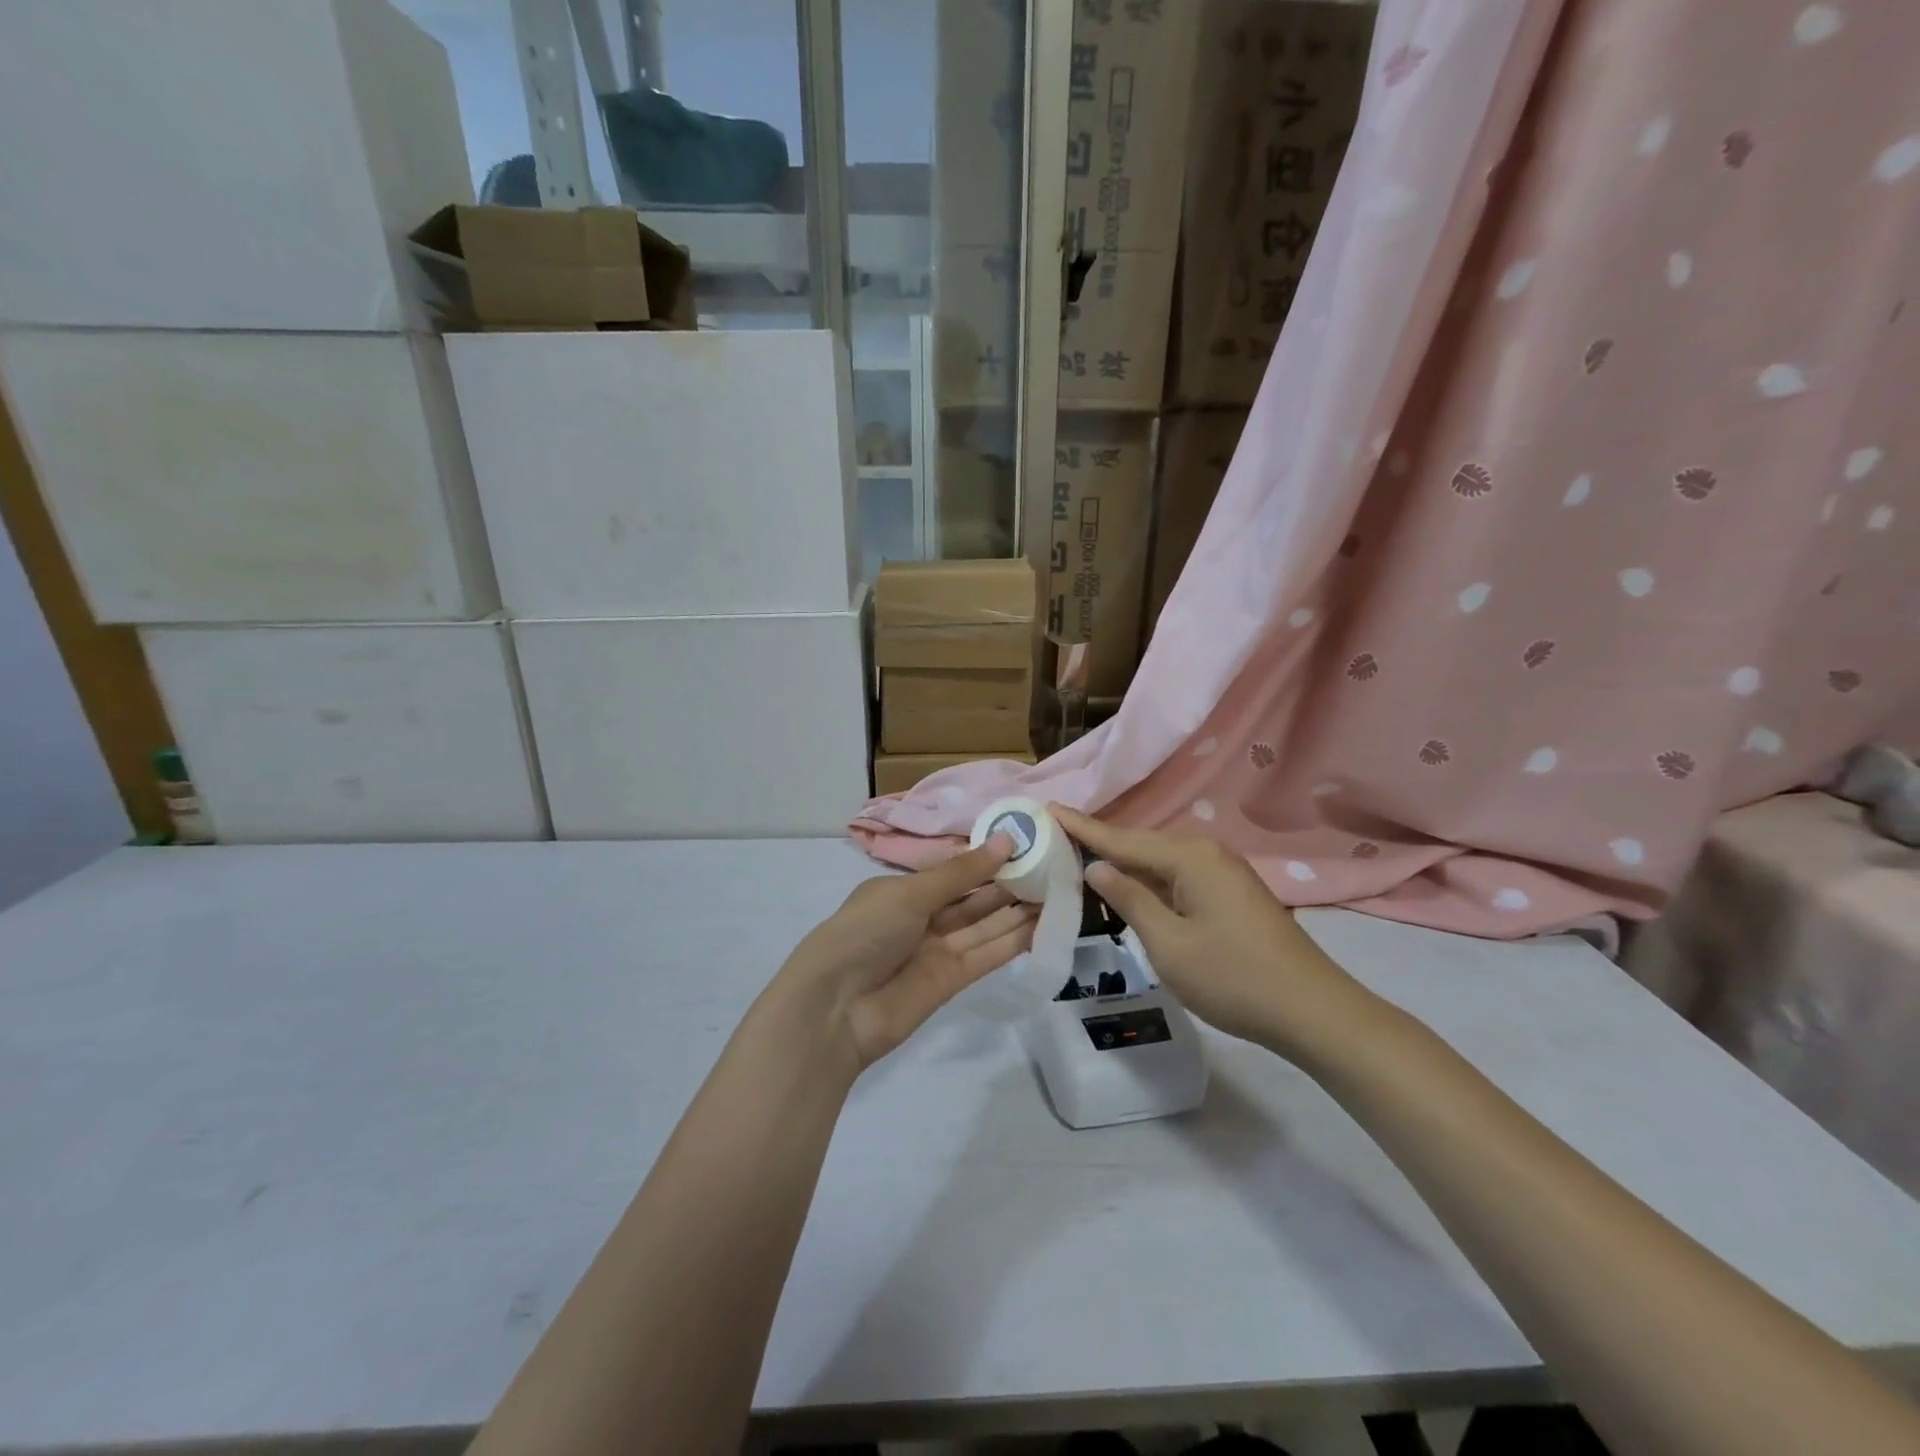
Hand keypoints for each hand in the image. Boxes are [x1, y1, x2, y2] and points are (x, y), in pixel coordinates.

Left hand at [772, 838, 1037, 1075]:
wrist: (835, 1008)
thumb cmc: (865, 932)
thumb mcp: (910, 893)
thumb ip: (962, 872)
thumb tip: (1007, 839)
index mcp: (905, 890)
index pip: (955, 871)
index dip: (988, 858)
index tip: (1027, 843)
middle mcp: (923, 917)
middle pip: (974, 897)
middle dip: (1009, 883)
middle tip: (1053, 866)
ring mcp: (939, 950)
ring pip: (985, 925)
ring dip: (1018, 910)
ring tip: (1058, 890)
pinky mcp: (953, 980)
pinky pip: (987, 954)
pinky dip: (1014, 941)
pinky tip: (1043, 924)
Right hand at [1050, 806, 1369, 1057]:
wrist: (1312, 1011)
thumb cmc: (1232, 978)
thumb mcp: (1168, 943)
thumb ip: (1129, 899)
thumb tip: (1096, 867)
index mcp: (1189, 857)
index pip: (1121, 838)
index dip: (1082, 827)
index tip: (1047, 807)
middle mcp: (1206, 852)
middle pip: (1140, 844)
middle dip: (1099, 842)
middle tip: (1055, 836)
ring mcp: (1222, 872)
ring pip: (1159, 861)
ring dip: (1123, 863)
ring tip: (1080, 857)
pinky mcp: (1230, 893)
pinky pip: (1177, 876)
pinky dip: (1148, 880)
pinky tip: (1127, 886)